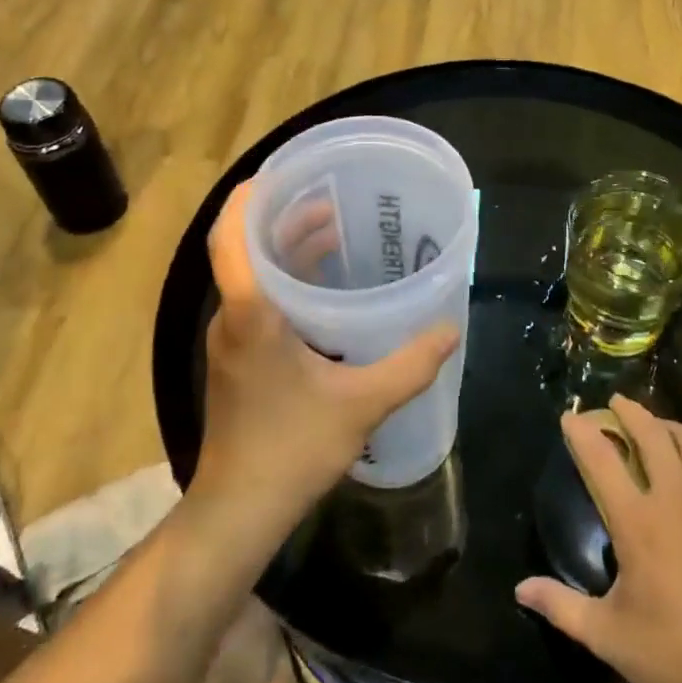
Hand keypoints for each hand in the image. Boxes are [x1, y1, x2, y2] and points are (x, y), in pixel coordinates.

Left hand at [192, 180, 459, 531]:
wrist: (240, 508)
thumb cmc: (292, 448)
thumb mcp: (362, 404)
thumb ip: (410, 365)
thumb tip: (450, 330)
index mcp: (251, 314)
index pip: (231, 237)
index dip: (249, 198)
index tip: (281, 174)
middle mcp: (232, 318)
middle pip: (244, 249)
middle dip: (282, 218)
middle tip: (328, 201)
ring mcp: (230, 341)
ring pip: (250, 276)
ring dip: (285, 250)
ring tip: (331, 232)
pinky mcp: (237, 360)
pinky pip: (256, 301)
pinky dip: (285, 282)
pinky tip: (324, 292)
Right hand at [515, 395, 681, 682]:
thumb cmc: (674, 651)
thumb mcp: (607, 634)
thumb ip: (561, 606)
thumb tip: (520, 588)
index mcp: (637, 521)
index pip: (601, 459)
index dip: (582, 432)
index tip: (571, 415)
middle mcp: (675, 498)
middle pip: (651, 435)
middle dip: (631, 412)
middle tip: (618, 403)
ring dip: (670, 428)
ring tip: (659, 426)